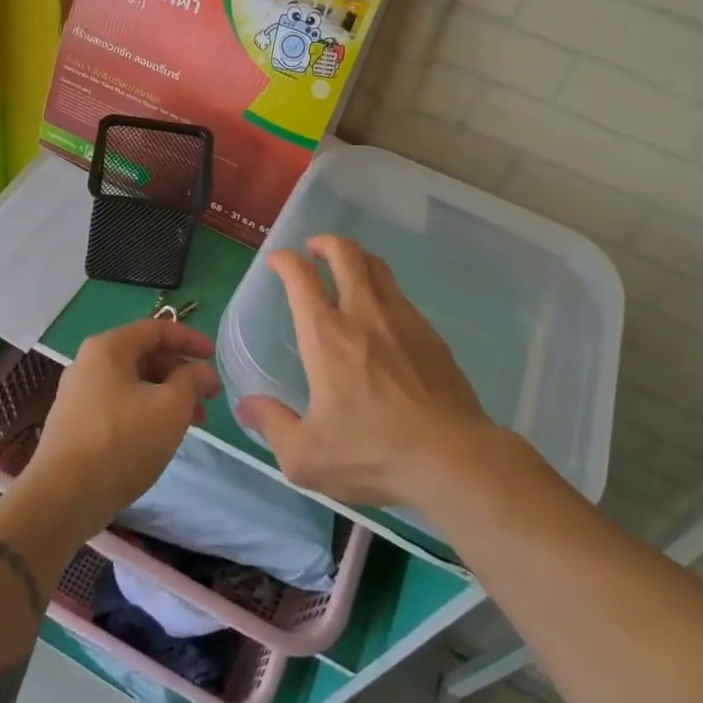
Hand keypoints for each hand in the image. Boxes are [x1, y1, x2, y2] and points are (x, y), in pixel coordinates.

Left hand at [17, 318, 219, 536]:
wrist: (62, 498)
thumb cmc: (122, 442)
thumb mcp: (171, 408)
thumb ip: (191, 380)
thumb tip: (200, 370)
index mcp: (108, 348)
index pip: (155, 329)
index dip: (189, 339)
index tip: (213, 356)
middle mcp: (88, 364)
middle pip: (143, 355)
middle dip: (180, 371)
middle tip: (208, 394)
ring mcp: (78, 395)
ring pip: (132, 383)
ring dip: (166, 395)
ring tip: (193, 421)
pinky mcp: (76, 424)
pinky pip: (119, 405)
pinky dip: (146, 411)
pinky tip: (161, 436)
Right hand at [235, 235, 497, 512]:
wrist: (454, 459)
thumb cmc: (373, 453)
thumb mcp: (306, 456)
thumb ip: (272, 425)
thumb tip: (247, 406)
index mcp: (326, 336)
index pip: (300, 277)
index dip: (284, 261)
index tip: (276, 262)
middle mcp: (364, 315)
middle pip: (346, 254)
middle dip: (325, 243)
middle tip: (314, 250)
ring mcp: (403, 321)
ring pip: (378, 268)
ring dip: (357, 260)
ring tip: (347, 271)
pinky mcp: (431, 336)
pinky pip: (401, 296)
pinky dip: (383, 290)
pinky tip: (381, 316)